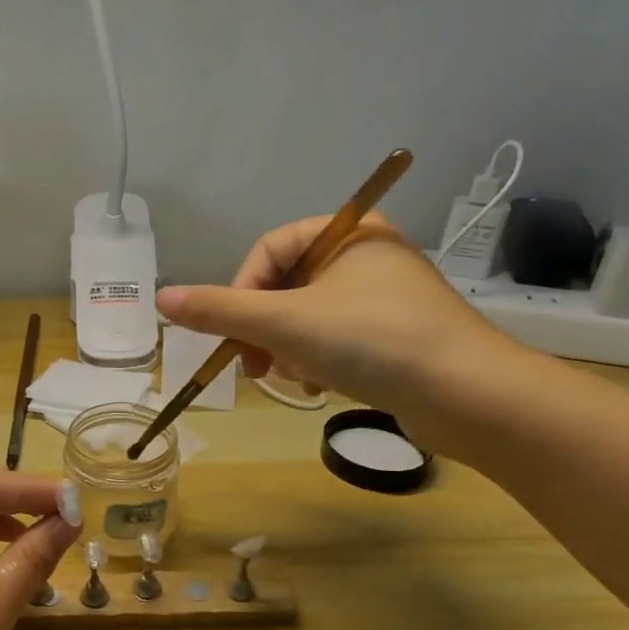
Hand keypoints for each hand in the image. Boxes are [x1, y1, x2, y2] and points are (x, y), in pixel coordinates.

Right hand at [157, 213, 527, 448]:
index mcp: (349, 233)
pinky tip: (321, 388)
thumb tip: (161, 297)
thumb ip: (219, 309)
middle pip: (286, 287)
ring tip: (296, 380)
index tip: (234, 333)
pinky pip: (336, 340)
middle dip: (265, 330)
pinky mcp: (397, 336)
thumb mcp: (284, 322)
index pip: (269, 250)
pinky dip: (318, 363)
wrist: (468, 396)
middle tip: (254, 366)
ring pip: (307, 319)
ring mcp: (385, 298)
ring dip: (288, 351)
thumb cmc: (371, 341)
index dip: (241, 292)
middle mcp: (368, 256)